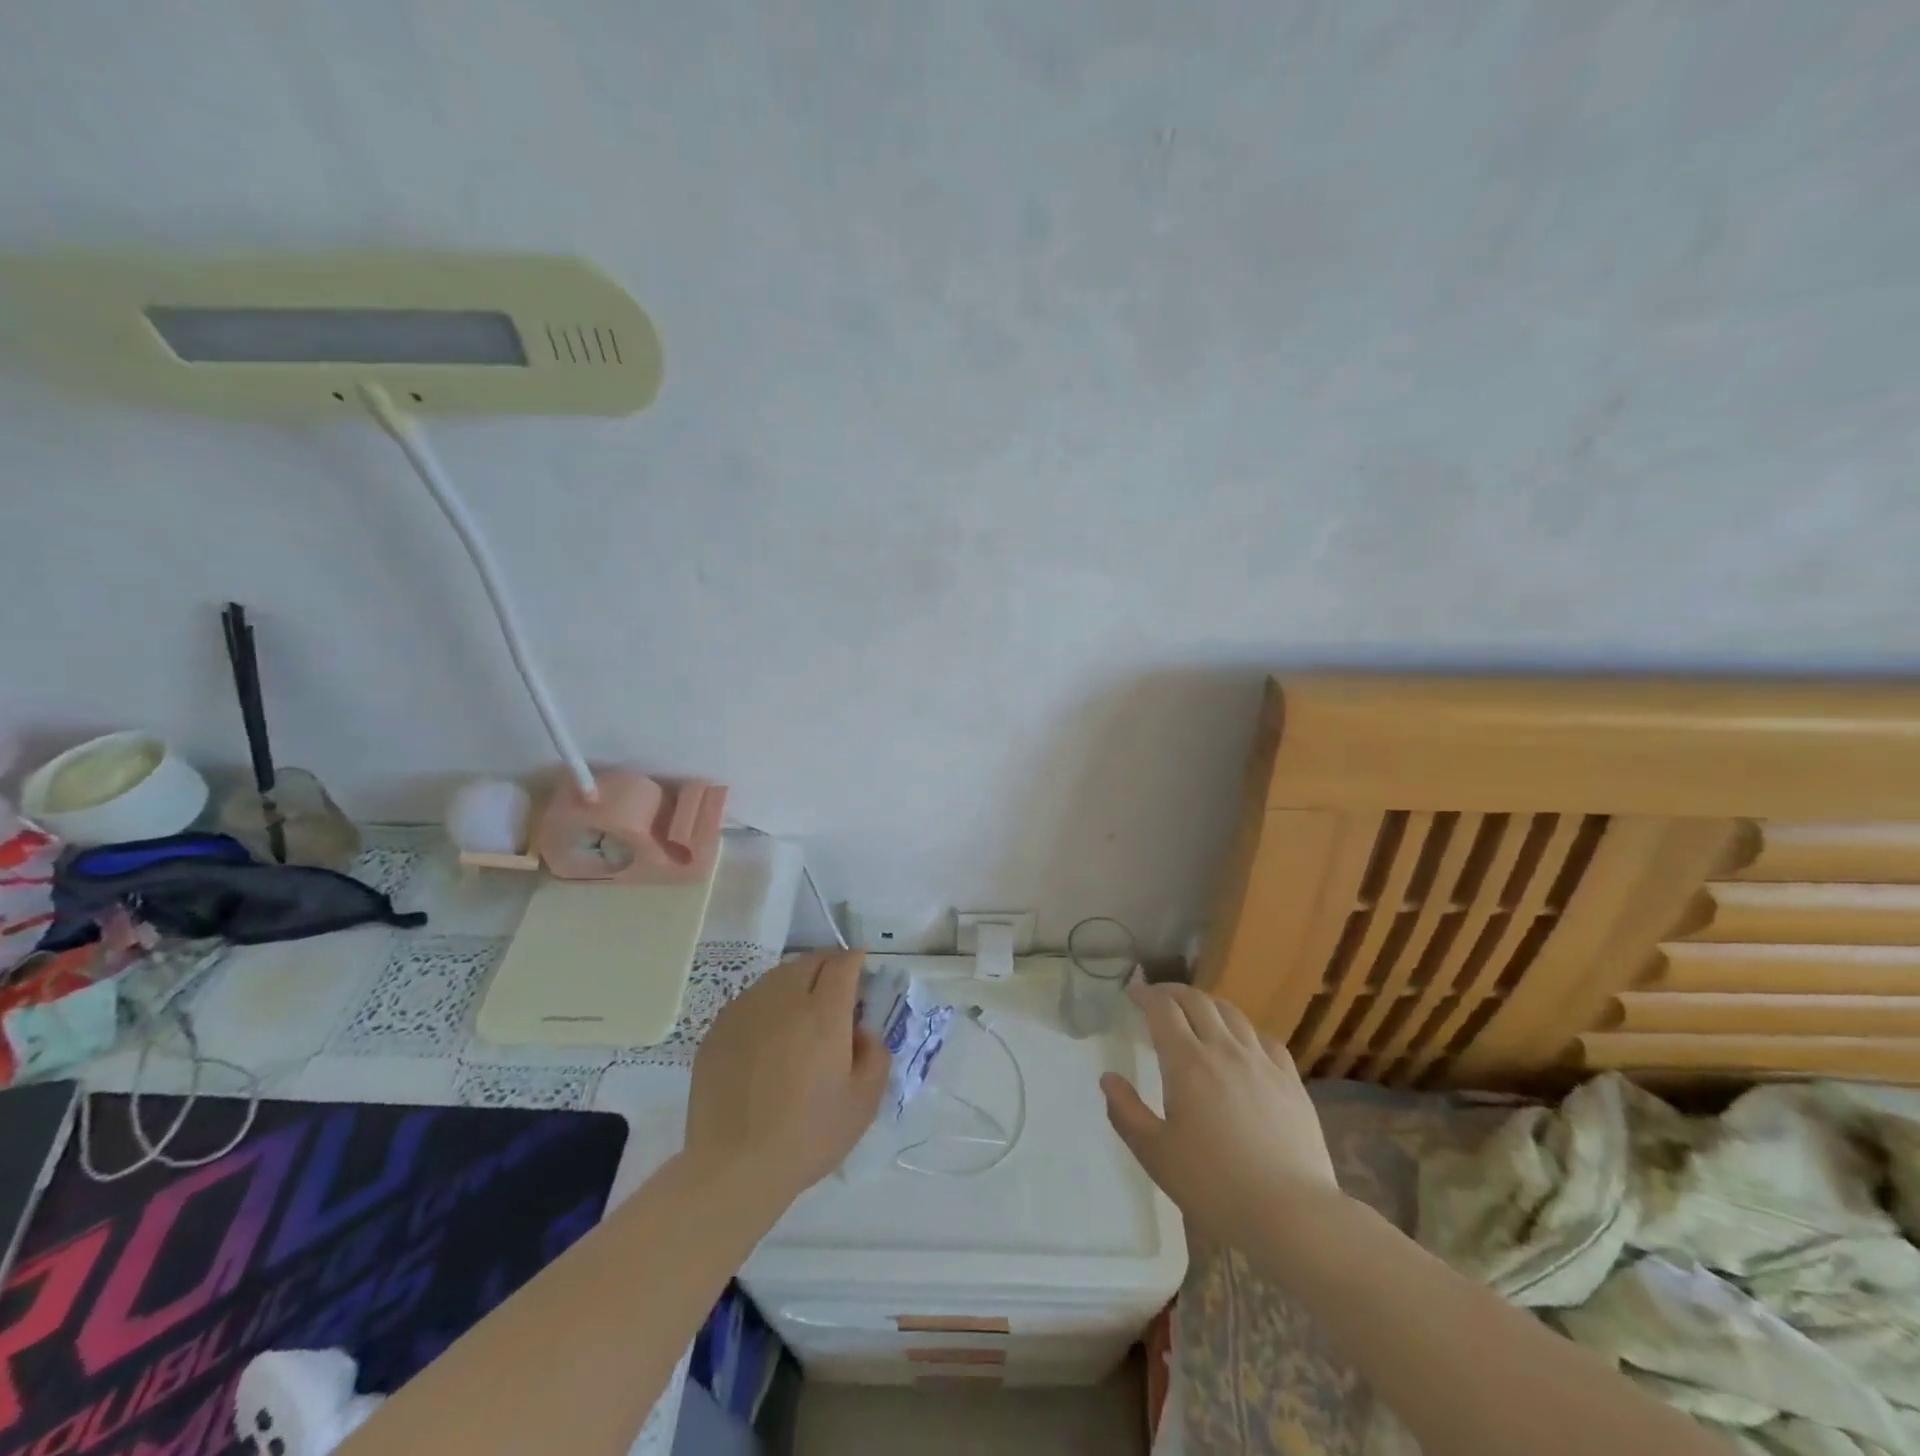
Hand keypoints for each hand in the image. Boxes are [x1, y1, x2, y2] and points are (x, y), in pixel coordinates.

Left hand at [685, 950, 888, 1209]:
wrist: (733, 1168)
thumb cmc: (808, 1136)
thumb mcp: (864, 1102)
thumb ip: (874, 1054)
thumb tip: (860, 1031)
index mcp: (823, 1012)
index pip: (842, 963)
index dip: (855, 959)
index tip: (861, 966)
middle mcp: (783, 1000)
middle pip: (808, 961)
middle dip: (827, 965)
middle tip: (835, 988)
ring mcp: (745, 1011)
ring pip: (776, 977)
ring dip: (796, 982)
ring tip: (801, 1012)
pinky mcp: (717, 1030)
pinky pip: (749, 1001)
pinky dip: (767, 1005)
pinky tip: (768, 1038)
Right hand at [1102, 981, 1342, 1249]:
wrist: (1291, 1215)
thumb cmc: (1214, 1186)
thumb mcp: (1156, 1155)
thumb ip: (1126, 1112)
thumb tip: (1108, 1078)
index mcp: (1187, 1063)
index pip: (1162, 1009)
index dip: (1145, 995)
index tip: (1133, 992)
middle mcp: (1224, 1050)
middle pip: (1197, 1001)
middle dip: (1173, 992)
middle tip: (1159, 998)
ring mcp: (1262, 1062)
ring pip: (1232, 1013)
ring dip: (1208, 1005)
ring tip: (1197, 1015)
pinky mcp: (1290, 1081)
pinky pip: (1265, 1039)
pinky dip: (1244, 1031)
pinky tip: (1242, 1046)